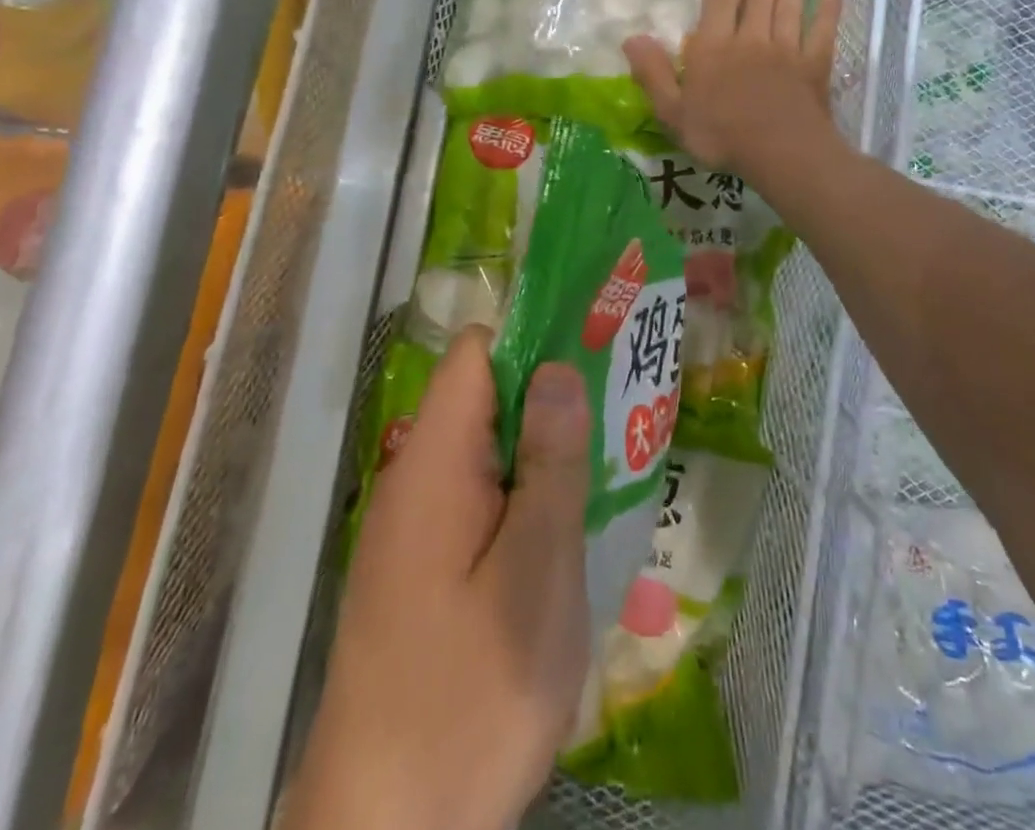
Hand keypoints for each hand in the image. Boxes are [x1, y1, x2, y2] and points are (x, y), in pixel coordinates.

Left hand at [290, 328, 590, 829]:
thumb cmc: (470, 696)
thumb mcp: (535, 572)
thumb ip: (551, 463)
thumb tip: (558, 368)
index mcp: (435, 462)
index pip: (475, 353)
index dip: (533, 339)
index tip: (594, 351)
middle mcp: (414, 480)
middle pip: (484, 398)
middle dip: (551, 398)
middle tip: (620, 415)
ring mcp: (414, 528)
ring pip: (487, 452)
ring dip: (543, 453)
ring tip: (608, 470)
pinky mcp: (421, 570)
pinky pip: (478, 501)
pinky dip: (523, 499)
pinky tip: (566, 533)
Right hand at [624, 0, 842, 182]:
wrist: (781, 155)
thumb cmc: (721, 135)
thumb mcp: (673, 112)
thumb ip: (653, 73)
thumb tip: (631, 37)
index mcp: (715, 47)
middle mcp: (751, 38)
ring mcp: (787, 50)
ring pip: (790, 3)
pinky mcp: (814, 66)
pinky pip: (822, 32)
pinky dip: (828, 11)